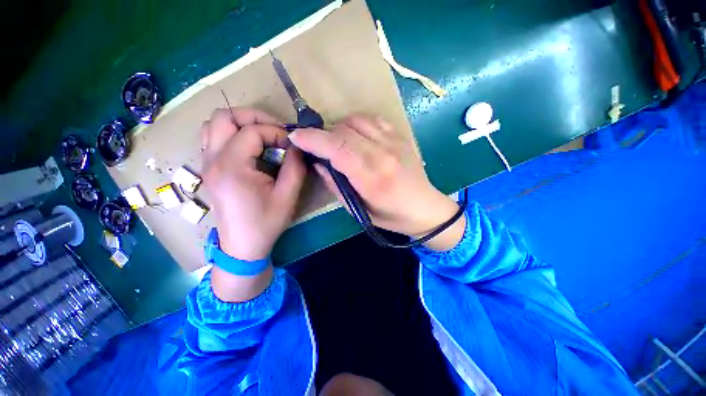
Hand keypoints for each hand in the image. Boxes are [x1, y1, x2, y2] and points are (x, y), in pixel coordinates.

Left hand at [200, 108, 305, 301]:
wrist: (243, 246)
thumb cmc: (266, 223)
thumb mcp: (287, 196)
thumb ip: (295, 167)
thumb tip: (297, 146)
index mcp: (232, 167)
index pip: (251, 131)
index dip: (276, 132)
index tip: (291, 145)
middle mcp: (213, 160)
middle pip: (224, 116)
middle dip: (253, 117)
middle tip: (275, 131)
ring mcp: (207, 164)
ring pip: (214, 124)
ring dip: (240, 123)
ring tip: (262, 136)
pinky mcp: (209, 169)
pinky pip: (213, 138)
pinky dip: (232, 134)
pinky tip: (250, 148)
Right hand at [288, 115, 464, 250]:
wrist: (425, 208)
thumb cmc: (391, 216)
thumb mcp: (358, 210)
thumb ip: (336, 185)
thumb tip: (319, 163)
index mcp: (373, 176)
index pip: (338, 148)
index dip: (313, 139)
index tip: (296, 137)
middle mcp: (384, 153)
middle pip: (344, 130)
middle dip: (321, 133)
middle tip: (314, 144)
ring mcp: (394, 141)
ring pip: (356, 120)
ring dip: (339, 128)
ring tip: (336, 142)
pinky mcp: (400, 136)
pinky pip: (372, 119)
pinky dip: (357, 124)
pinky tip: (355, 137)